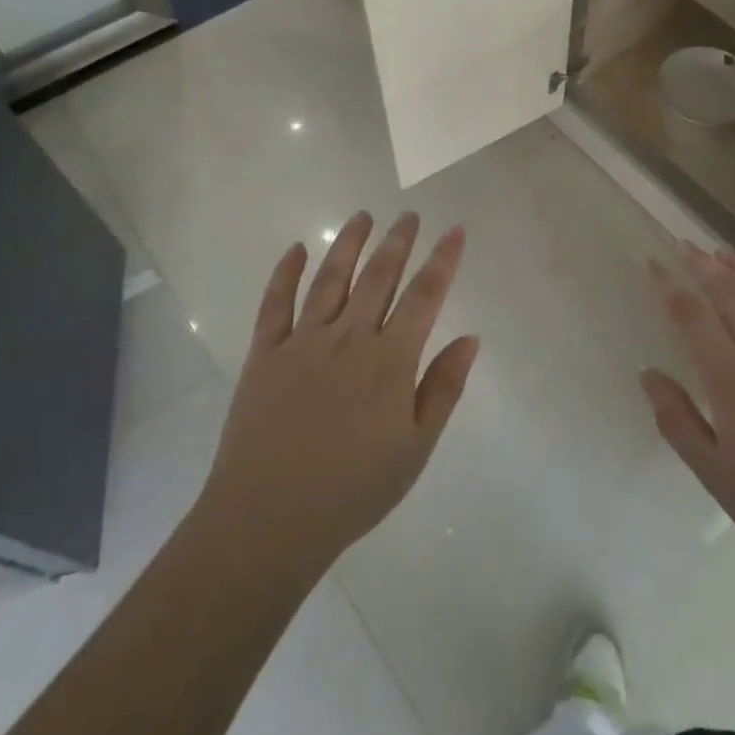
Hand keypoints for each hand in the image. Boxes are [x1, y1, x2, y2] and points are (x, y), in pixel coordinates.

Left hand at [197, 212, 478, 580]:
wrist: (269, 518)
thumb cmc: (353, 490)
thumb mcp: (415, 449)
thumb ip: (443, 388)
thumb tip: (470, 337)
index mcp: (389, 360)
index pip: (424, 296)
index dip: (443, 260)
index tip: (454, 230)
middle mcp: (348, 337)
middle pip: (379, 276)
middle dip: (397, 241)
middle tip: (408, 215)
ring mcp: (303, 341)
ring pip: (331, 278)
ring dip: (349, 243)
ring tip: (363, 216)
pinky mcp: (265, 353)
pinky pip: (275, 302)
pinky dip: (286, 272)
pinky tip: (297, 249)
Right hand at [640, 246, 734, 590]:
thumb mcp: (716, 477)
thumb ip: (677, 421)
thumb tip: (648, 374)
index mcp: (733, 378)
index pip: (691, 315)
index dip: (667, 284)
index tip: (651, 262)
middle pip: (732, 292)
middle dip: (704, 264)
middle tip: (686, 245)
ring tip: (726, 252)